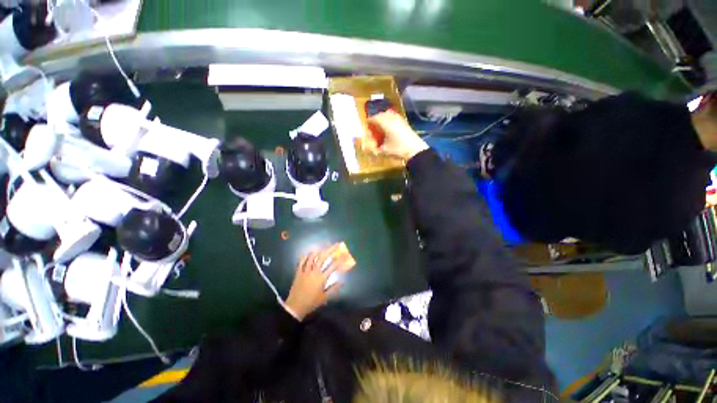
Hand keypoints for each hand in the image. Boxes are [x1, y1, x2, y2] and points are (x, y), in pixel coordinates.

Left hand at [284, 244, 354, 320]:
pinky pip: (302, 261)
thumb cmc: (311, 302)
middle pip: (323, 257)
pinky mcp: (298, 272)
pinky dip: (306, 256)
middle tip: (336, 245)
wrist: (295, 307)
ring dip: (318, 250)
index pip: (333, 266)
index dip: (340, 260)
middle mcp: (314, 272)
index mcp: (321, 278)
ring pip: (312, 257)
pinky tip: (309, 253)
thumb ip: (333, 288)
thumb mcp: (324, 297)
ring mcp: (305, 271)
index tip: (344, 255)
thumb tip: (342, 282)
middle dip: (330, 250)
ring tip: (323, 247)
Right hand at [367, 110, 428, 159]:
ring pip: (388, 114)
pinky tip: (389, 128)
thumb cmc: (398, 149)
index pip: (374, 118)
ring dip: (383, 118)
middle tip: (372, 126)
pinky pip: (394, 117)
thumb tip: (368, 149)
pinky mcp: (405, 123)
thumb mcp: (384, 151)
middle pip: (381, 114)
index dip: (369, 121)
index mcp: (385, 123)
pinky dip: (390, 120)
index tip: (366, 125)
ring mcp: (399, 119)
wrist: (415, 150)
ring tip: (381, 127)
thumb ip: (375, 149)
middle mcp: (392, 118)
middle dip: (376, 119)